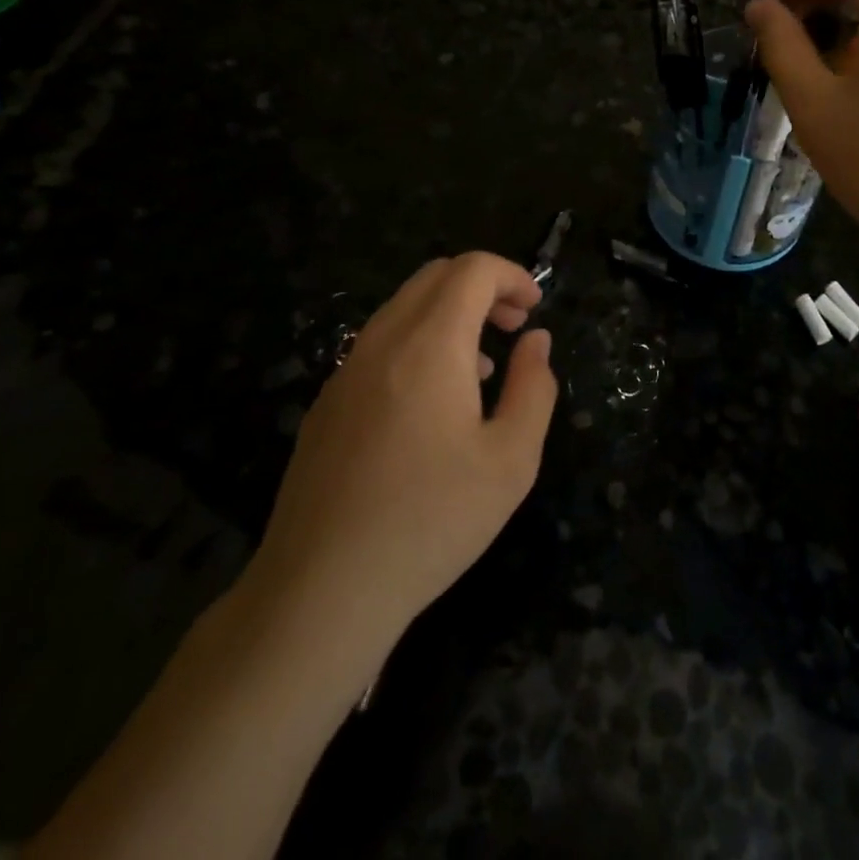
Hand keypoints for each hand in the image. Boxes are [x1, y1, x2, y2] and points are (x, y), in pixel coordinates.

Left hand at [241, 253, 557, 654]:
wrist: (322, 589)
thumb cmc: (431, 521)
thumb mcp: (511, 460)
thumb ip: (534, 387)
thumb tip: (536, 342)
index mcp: (430, 344)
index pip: (472, 269)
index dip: (512, 275)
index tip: (536, 308)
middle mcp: (383, 340)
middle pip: (435, 276)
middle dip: (483, 287)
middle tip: (515, 326)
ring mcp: (346, 370)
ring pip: (404, 307)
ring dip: (450, 314)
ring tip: (482, 368)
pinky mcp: (327, 402)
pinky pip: (379, 344)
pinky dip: (418, 342)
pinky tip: (431, 404)